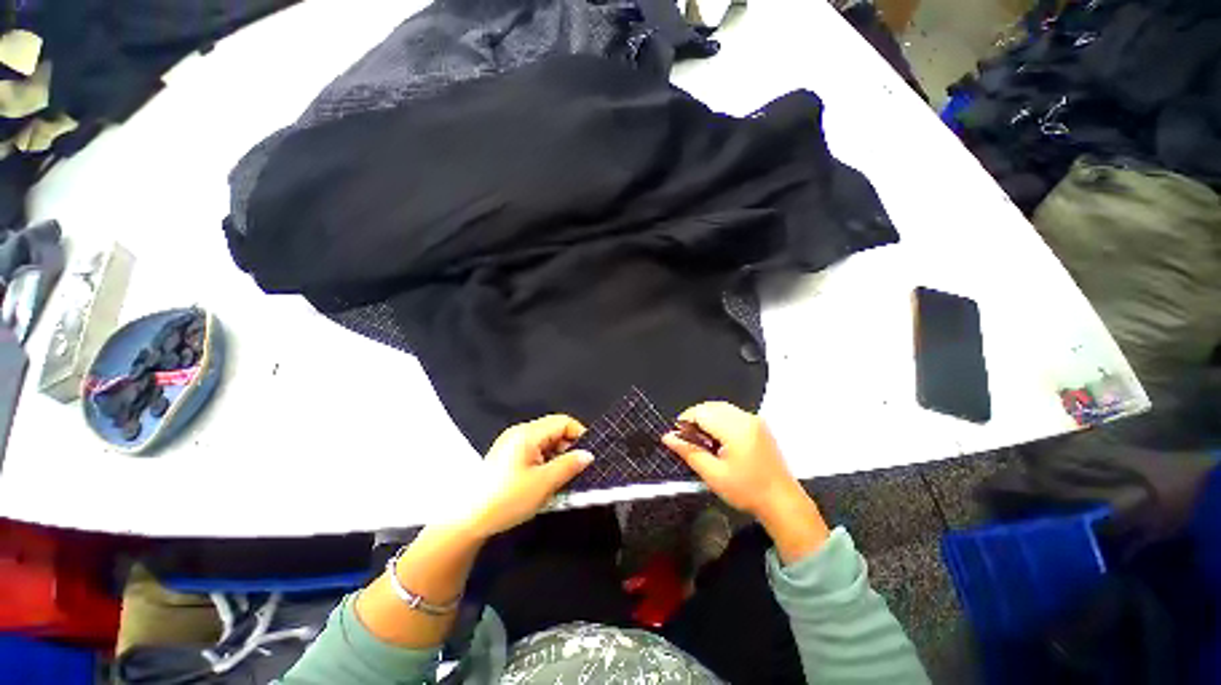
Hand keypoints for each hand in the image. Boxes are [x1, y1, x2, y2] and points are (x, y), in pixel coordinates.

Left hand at [461, 415, 592, 538]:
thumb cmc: (507, 499)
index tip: (589, 456)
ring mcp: (511, 444)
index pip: (563, 422)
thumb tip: (588, 455)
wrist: (467, 521)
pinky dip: (545, 462)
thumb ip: (569, 465)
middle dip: (568, 448)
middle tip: (576, 471)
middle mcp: (519, 433)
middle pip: (554, 430)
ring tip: (561, 479)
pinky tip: (545, 481)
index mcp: (528, 433)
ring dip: (557, 457)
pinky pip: (534, 451)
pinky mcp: (506, 456)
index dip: (579, 435)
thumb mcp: (544, 483)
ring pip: (545, 442)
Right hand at [662, 402, 798, 517]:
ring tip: (701, 441)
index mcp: (736, 429)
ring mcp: (754, 420)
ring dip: (706, 418)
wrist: (782, 502)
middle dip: (695, 419)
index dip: (685, 421)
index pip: (701, 412)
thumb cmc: (747, 491)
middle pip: (710, 407)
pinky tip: (717, 439)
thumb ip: (689, 452)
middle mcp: (746, 418)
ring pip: (721, 408)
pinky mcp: (759, 425)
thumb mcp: (713, 475)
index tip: (678, 437)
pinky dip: (719, 420)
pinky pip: (732, 413)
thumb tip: (668, 437)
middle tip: (688, 440)